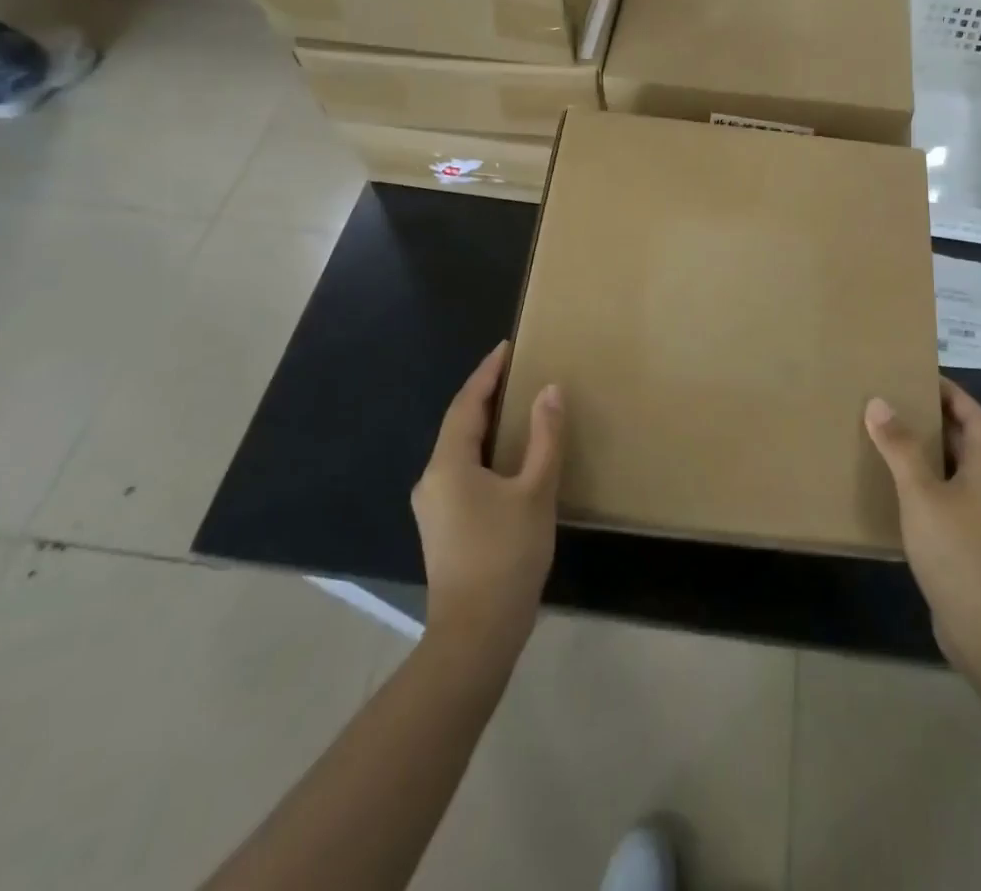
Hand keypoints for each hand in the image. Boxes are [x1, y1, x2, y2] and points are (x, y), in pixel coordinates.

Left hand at [411, 342, 563, 652]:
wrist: (476, 635)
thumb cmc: (507, 555)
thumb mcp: (536, 491)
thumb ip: (544, 437)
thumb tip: (549, 390)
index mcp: (448, 465)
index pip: (466, 403)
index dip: (487, 373)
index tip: (506, 347)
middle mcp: (431, 480)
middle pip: (458, 424)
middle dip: (485, 395)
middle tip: (514, 372)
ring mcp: (432, 507)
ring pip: (458, 450)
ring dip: (484, 424)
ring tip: (514, 407)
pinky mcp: (442, 528)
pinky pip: (461, 472)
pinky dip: (483, 452)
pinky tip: (506, 458)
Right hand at [866, 378, 980, 683]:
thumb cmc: (959, 552)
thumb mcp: (922, 493)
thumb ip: (900, 447)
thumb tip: (879, 402)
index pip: (975, 416)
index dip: (952, 393)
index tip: (919, 376)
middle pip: (964, 441)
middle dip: (933, 419)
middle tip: (893, 402)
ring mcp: (979, 519)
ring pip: (951, 472)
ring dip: (924, 453)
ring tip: (884, 438)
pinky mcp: (965, 544)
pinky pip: (942, 500)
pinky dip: (919, 487)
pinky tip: (890, 491)